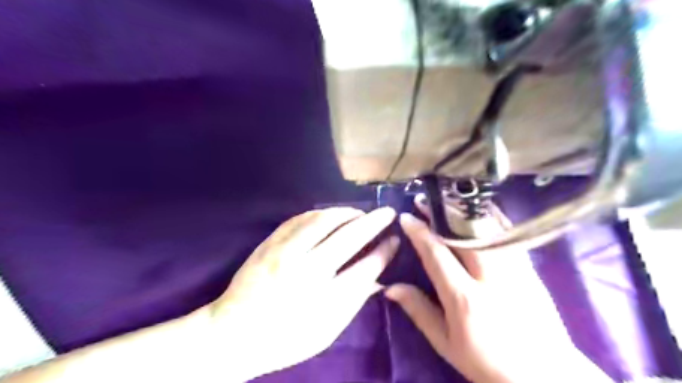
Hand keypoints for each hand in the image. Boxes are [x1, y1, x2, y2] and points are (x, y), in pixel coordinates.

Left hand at [210, 208, 400, 381]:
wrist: (232, 334)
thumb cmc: (285, 339)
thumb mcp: (326, 332)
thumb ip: (353, 303)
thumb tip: (379, 280)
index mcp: (323, 299)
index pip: (365, 267)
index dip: (384, 251)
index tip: (395, 240)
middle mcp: (306, 270)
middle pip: (348, 237)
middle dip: (373, 222)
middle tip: (387, 212)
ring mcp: (285, 252)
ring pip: (323, 220)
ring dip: (347, 212)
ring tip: (359, 213)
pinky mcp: (269, 243)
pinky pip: (299, 219)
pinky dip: (319, 213)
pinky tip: (329, 215)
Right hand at [387, 202, 610, 381]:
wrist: (546, 375)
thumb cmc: (487, 362)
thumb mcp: (446, 343)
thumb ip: (418, 311)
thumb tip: (390, 288)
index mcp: (465, 299)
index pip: (437, 254)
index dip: (419, 232)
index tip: (406, 217)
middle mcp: (491, 278)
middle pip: (462, 234)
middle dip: (439, 213)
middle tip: (423, 201)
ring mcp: (515, 270)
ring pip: (486, 228)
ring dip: (462, 210)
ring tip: (445, 199)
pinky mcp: (530, 268)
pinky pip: (507, 234)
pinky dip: (489, 216)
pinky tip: (477, 208)